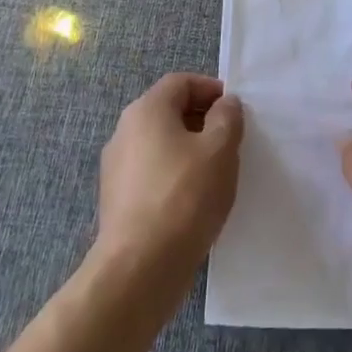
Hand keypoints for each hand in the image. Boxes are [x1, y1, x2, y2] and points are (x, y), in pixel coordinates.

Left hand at [95, 74, 243, 284]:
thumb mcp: (220, 149)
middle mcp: (124, 131)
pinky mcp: (116, 200)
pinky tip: (194, 200)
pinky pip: (151, 173)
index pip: (181, 82)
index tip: (235, 111)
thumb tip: (224, 105)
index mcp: (146, 110)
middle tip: (231, 141)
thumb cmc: (185, 196)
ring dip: (189, 149)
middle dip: (202, 120)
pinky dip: (174, 175)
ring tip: (216, 173)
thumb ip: (227, 117)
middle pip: (168, 111)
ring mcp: (116, 168)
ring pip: (160, 144)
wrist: (140, 268)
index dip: (211, 89)